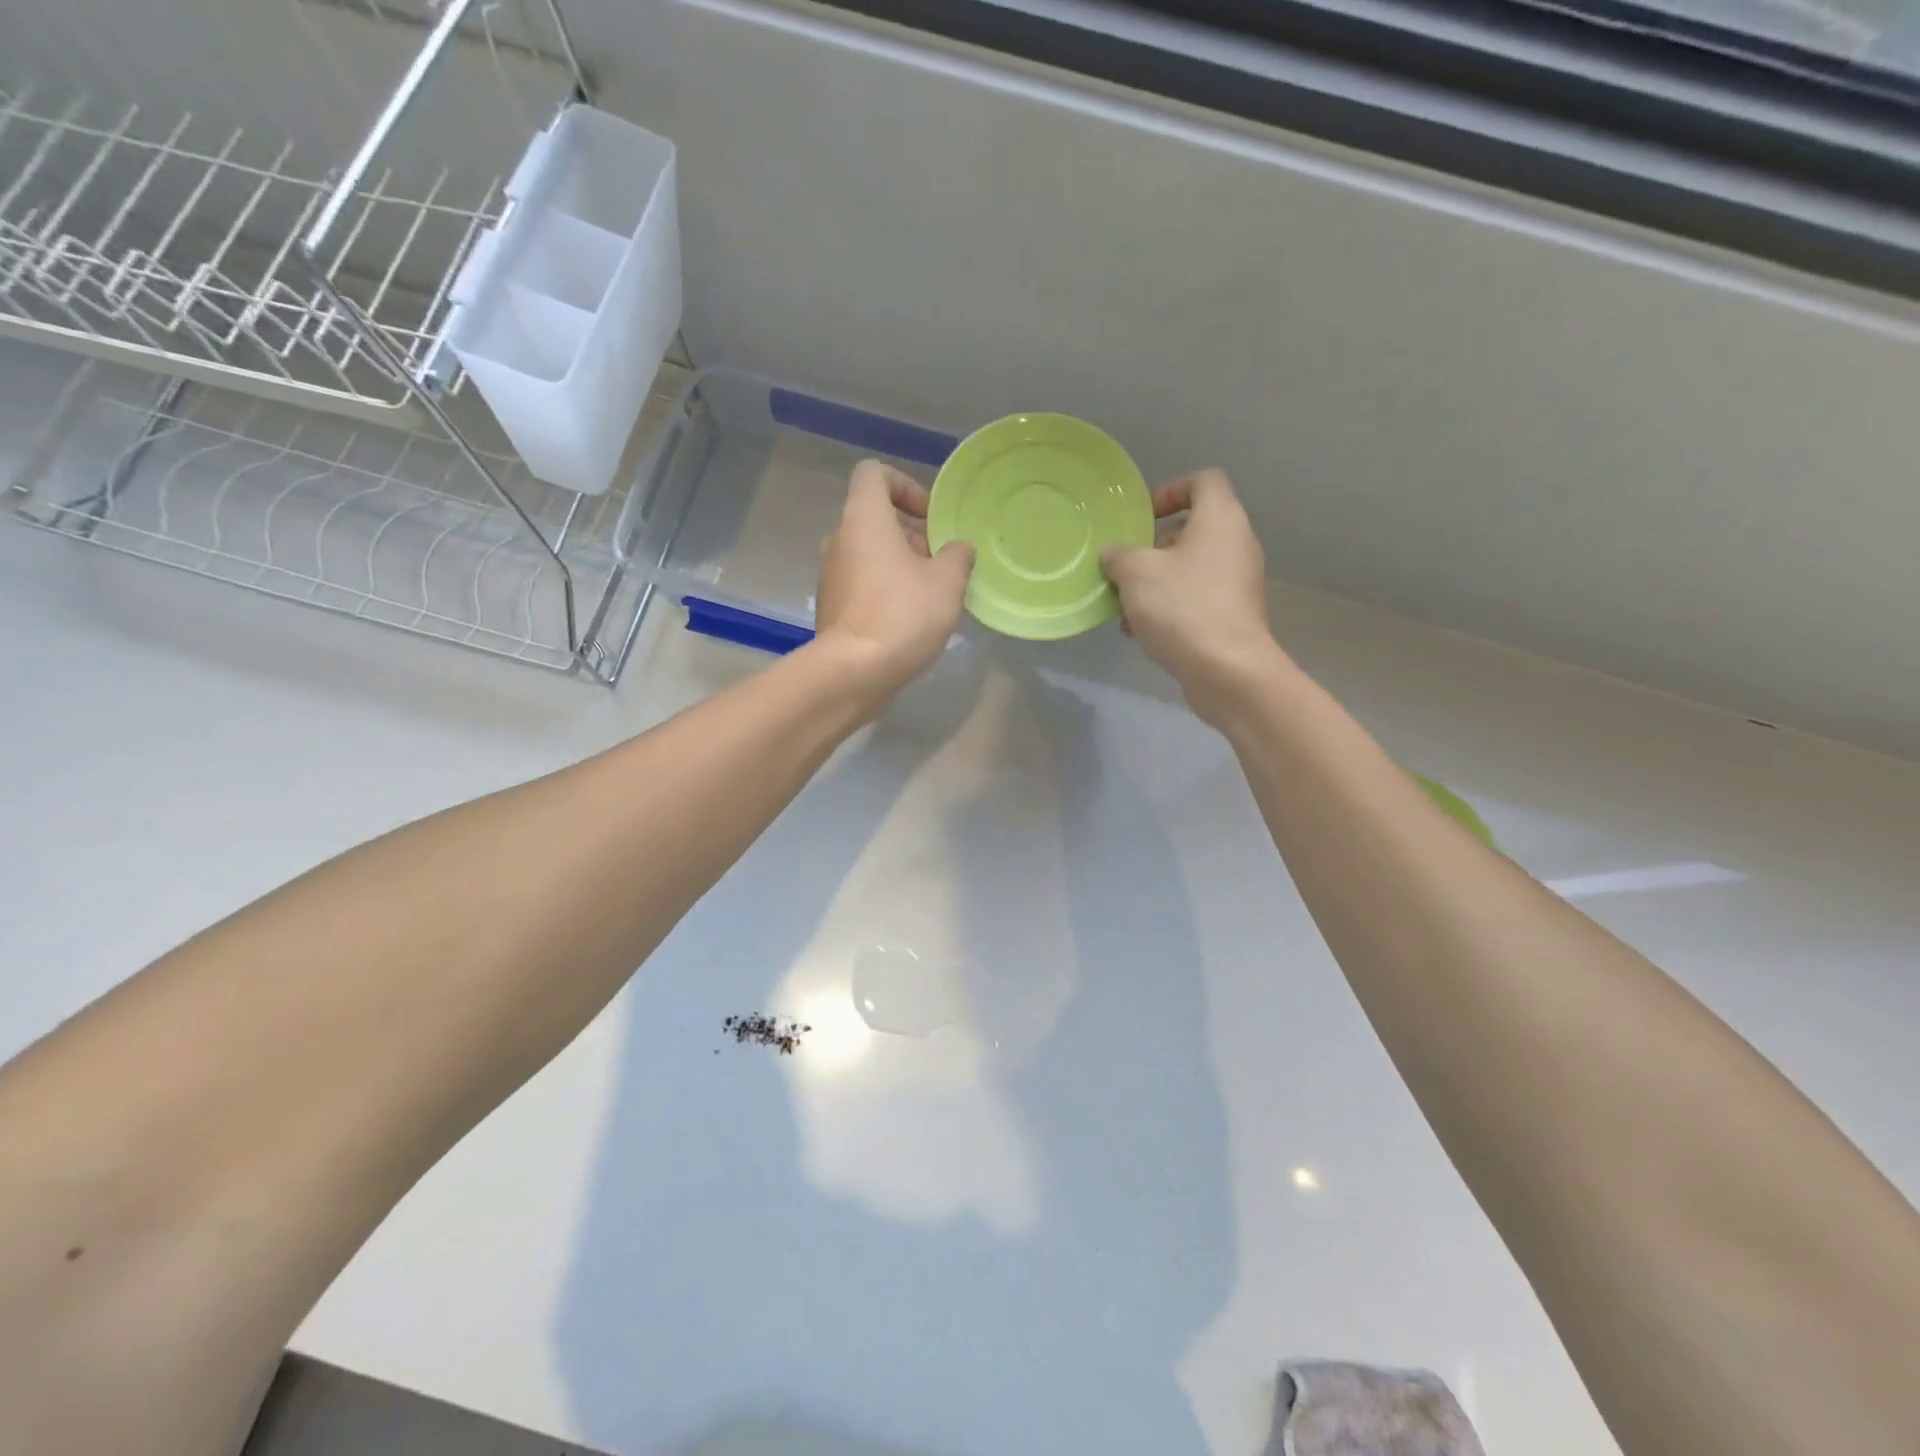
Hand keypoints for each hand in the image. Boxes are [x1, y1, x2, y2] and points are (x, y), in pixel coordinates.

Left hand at [814, 459, 974, 700]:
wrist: (854, 671)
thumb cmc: (903, 614)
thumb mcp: (947, 581)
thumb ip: (957, 555)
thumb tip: (957, 549)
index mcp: (863, 518)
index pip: (874, 473)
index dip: (905, 485)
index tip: (929, 517)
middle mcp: (839, 539)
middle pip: (875, 518)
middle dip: (911, 534)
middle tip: (940, 564)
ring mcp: (830, 575)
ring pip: (869, 554)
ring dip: (900, 565)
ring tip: (930, 596)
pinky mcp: (832, 606)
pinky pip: (861, 584)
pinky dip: (884, 590)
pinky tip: (909, 620)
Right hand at [1100, 469, 1281, 725]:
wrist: (1227, 670)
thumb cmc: (1182, 607)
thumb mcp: (1135, 573)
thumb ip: (1118, 555)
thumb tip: (1113, 554)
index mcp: (1220, 520)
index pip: (1204, 481)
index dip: (1172, 490)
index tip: (1144, 517)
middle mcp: (1237, 545)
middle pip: (1193, 530)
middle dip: (1154, 547)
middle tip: (1126, 566)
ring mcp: (1238, 583)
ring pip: (1191, 569)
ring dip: (1156, 582)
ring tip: (1125, 606)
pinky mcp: (1234, 616)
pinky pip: (1197, 599)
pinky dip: (1170, 607)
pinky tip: (1141, 632)